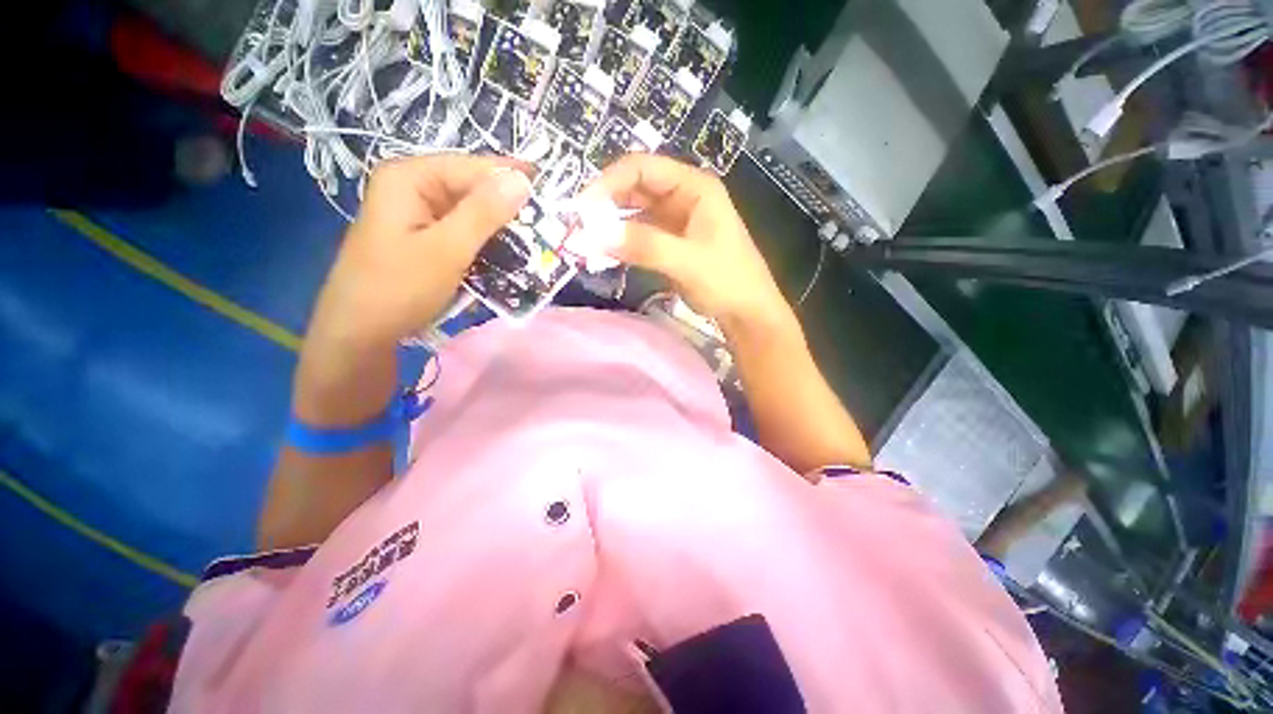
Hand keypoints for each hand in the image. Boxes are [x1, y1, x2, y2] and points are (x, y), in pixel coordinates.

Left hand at [305, 155, 530, 350]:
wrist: (360, 333)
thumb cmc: (399, 288)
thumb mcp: (447, 249)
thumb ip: (484, 213)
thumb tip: (522, 180)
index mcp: (410, 178)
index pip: (472, 168)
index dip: (512, 178)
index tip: (550, 193)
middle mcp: (413, 189)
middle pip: (471, 190)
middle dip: (508, 208)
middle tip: (546, 225)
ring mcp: (418, 216)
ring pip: (470, 214)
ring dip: (500, 230)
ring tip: (534, 243)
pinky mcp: (424, 239)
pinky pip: (463, 233)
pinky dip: (485, 244)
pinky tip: (507, 257)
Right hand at [585, 154, 790, 332]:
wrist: (747, 313)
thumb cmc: (727, 281)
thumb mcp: (686, 261)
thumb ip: (643, 245)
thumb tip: (594, 234)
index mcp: (694, 187)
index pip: (642, 169)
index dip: (609, 182)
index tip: (582, 208)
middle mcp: (683, 197)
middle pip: (635, 189)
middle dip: (606, 204)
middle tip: (579, 227)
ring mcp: (677, 221)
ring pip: (635, 213)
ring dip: (612, 225)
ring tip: (587, 241)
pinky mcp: (671, 243)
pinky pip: (640, 235)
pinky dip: (623, 241)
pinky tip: (606, 252)